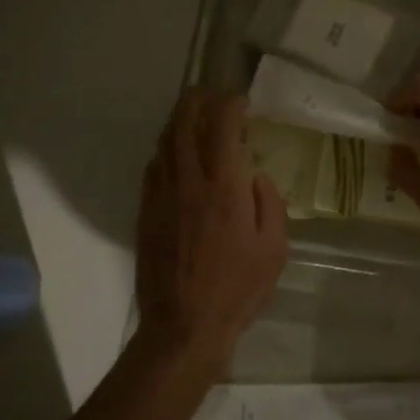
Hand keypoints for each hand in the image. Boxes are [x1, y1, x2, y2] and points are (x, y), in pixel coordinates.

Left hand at [135, 88, 288, 366]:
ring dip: (179, 121)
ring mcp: (160, 195)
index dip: (231, 104)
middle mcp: (187, 181)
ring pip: (164, 142)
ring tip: (193, 116)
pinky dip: (165, 151)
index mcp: (223, 187)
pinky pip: (153, 168)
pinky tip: (175, 155)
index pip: (221, 125)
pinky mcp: (145, 212)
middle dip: (197, 100)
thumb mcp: (274, 249)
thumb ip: (269, 203)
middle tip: (211, 95)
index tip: (242, 101)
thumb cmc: (237, 289)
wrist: (184, 324)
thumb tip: (254, 176)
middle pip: (184, 123)